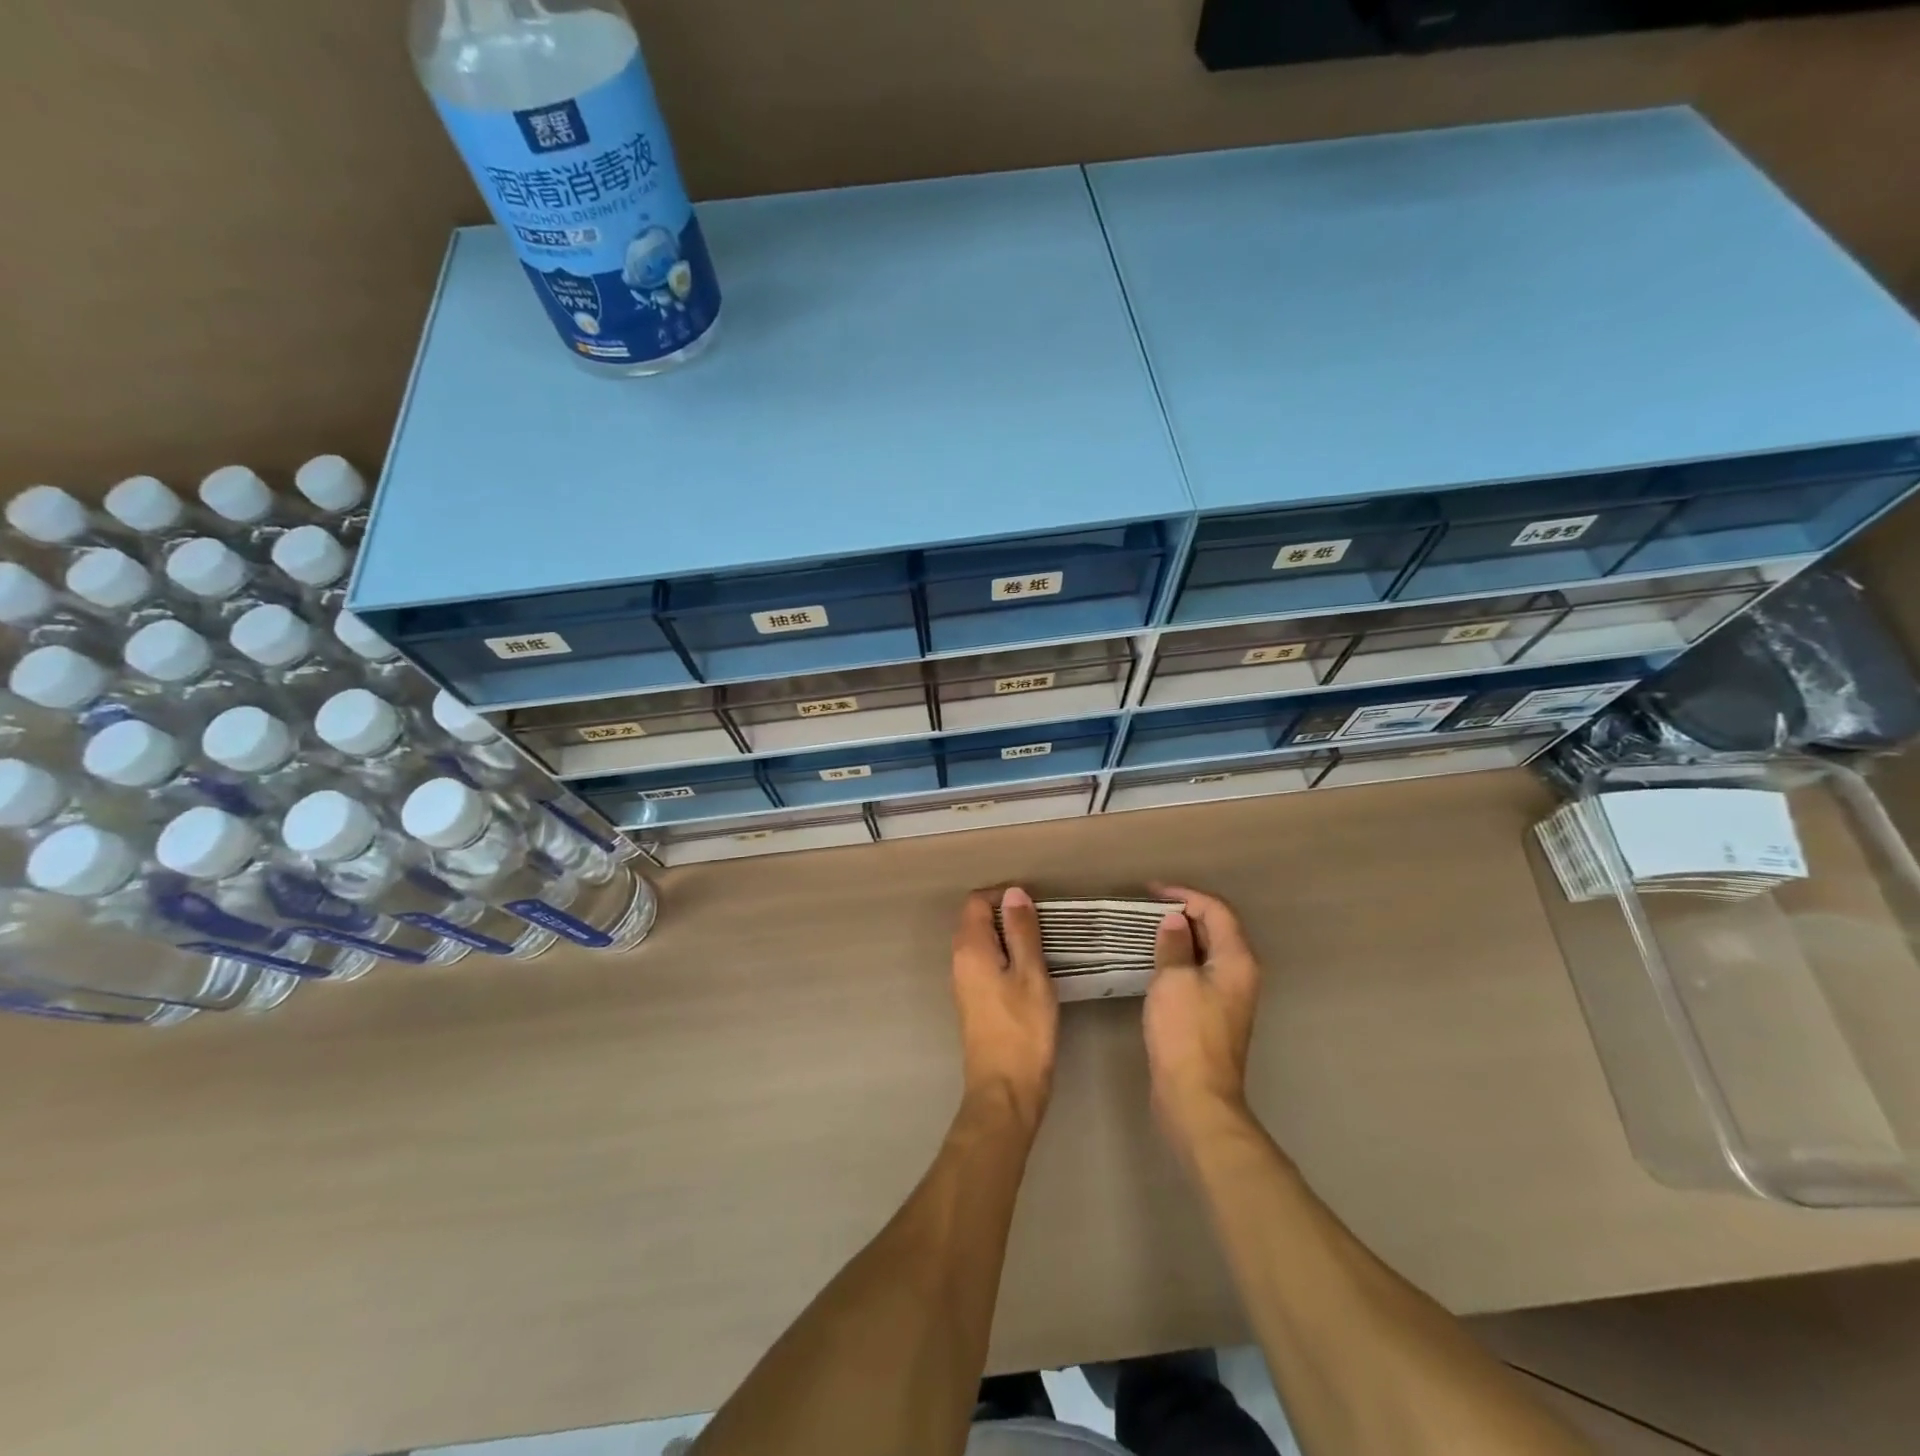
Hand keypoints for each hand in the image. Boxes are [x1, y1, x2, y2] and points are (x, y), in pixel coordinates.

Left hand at [951, 887, 1058, 1130]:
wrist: (1005, 1090)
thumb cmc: (1023, 1029)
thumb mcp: (1031, 974)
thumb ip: (1022, 931)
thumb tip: (1014, 892)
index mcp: (970, 948)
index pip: (977, 901)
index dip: (1004, 895)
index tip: (1034, 905)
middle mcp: (959, 960)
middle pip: (975, 920)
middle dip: (1006, 914)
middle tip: (1042, 924)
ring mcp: (963, 982)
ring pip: (981, 942)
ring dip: (1006, 937)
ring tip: (1041, 945)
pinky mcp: (973, 1001)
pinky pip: (984, 963)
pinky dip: (1004, 957)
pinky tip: (1029, 971)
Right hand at [1144, 884, 1261, 1150]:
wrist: (1196, 1098)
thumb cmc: (1185, 1033)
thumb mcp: (1174, 980)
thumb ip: (1175, 944)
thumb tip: (1174, 921)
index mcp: (1237, 960)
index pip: (1216, 910)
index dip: (1185, 894)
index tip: (1150, 891)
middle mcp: (1240, 974)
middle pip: (1216, 928)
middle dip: (1183, 911)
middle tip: (1146, 907)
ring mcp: (1229, 996)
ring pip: (1206, 951)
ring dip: (1180, 936)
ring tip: (1146, 928)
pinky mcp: (1214, 1015)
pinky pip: (1198, 972)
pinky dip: (1179, 959)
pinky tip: (1155, 962)